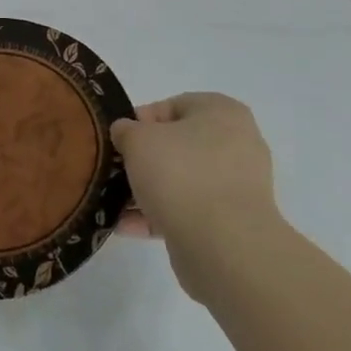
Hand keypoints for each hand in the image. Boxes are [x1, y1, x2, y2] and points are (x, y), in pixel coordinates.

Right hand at [111, 93, 283, 302]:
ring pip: (182, 180)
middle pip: (178, 145)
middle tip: (116, 170)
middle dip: (143, 159)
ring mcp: (236, 185)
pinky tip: (126, 226)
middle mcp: (236, 144)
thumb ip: (126, 130)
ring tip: (114, 202)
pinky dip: (159, 215)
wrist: (222, 244)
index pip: (174, 105)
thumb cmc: (180, 174)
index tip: (118, 140)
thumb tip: (126, 133)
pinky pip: (188, 210)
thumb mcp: (138, 139)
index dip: (140, 120)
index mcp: (222, 112)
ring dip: (148, 190)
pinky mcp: (230, 221)